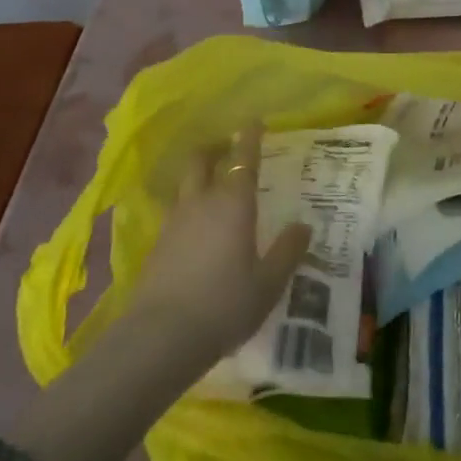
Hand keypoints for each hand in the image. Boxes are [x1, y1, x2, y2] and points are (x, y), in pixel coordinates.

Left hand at [123, 124, 311, 364]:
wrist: (160, 338)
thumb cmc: (225, 304)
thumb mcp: (269, 283)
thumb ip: (287, 252)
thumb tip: (303, 226)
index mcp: (233, 204)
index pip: (244, 160)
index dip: (249, 138)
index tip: (253, 122)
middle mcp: (201, 203)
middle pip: (201, 161)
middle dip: (214, 148)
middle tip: (227, 147)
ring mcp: (174, 223)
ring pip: (184, 185)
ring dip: (197, 176)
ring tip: (210, 184)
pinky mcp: (157, 246)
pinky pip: (175, 212)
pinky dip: (187, 206)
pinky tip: (195, 226)